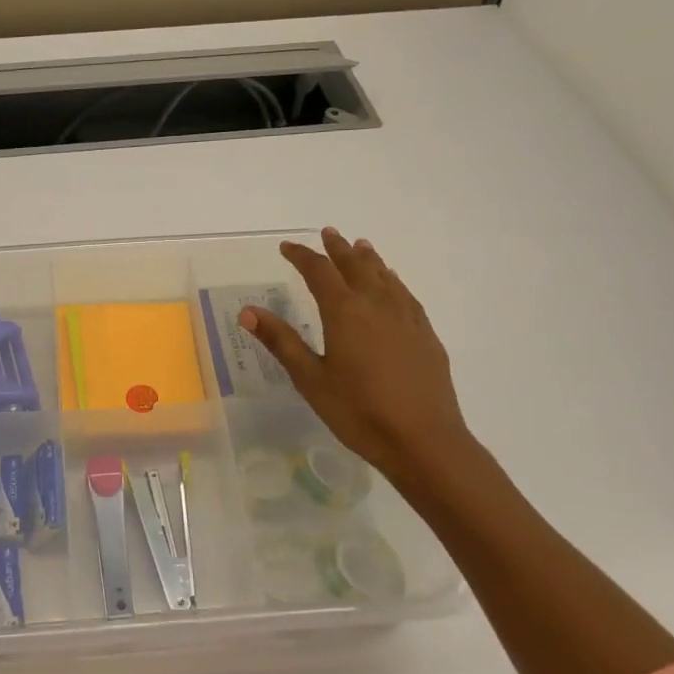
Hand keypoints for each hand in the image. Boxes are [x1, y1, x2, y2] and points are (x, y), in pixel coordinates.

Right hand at [240, 229, 477, 492]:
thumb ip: (281, 341)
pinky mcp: (425, 335)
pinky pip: (406, 295)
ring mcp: (406, 319)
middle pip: (356, 266)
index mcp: (344, 313)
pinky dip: (393, 281)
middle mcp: (377, 305)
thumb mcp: (311, 379)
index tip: (287, 247)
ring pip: (385, 277)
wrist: (424, 440)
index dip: (302, 256)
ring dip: (369, 259)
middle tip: (328, 233)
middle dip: (338, 249)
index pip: (319, 272)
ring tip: (361, 246)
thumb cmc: (359, 412)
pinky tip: (393, 284)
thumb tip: (248, 311)